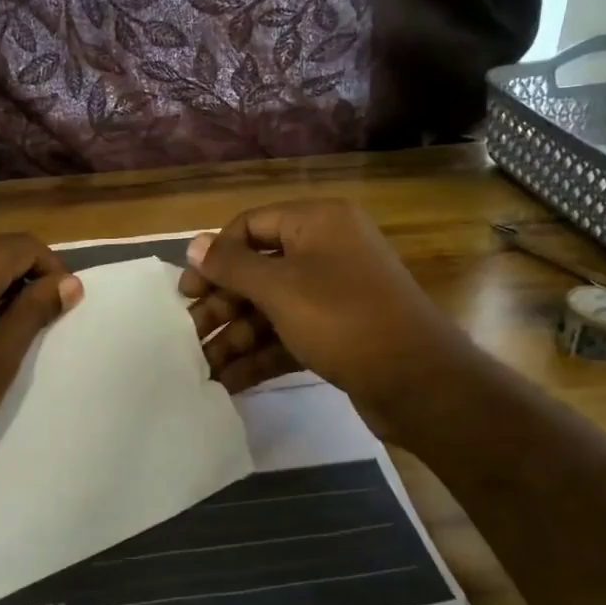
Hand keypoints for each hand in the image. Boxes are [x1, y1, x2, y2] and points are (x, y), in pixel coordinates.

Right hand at [180, 200, 471, 440]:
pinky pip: (288, 335)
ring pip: (270, 308)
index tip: (187, 291)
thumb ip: (232, 266)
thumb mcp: (280, 287)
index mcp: (316, 223)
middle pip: (258, 270)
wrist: (418, 381)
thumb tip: (193, 244)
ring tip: (201, 367)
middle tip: (189, 335)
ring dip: (235, 336)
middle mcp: (325, 251)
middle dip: (222, 304)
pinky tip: (228, 381)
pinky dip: (259, 355)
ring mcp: (333, 295)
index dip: (215, 255)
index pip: (251, 225)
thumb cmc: (343, 318)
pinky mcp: (337, 333)